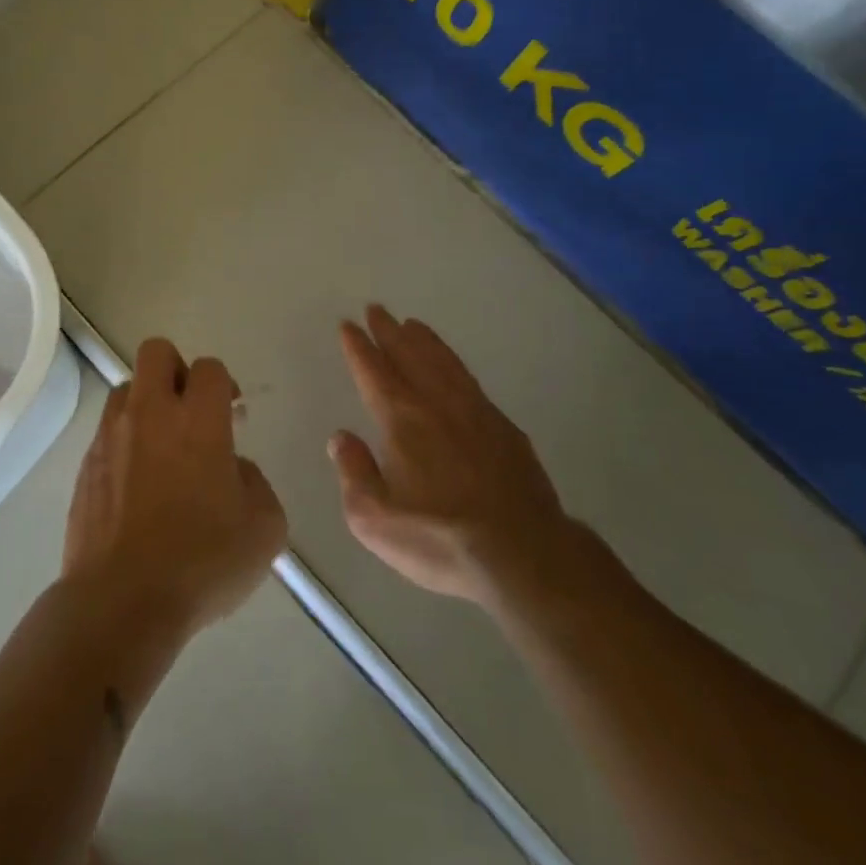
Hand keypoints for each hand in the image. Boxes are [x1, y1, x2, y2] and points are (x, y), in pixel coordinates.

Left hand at [64, 338, 287, 640]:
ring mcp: (111, 437)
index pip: (210, 368)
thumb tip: (234, 470)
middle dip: (176, 369)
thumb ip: (256, 483)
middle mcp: (151, 414)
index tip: (231, 414)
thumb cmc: (202, 562)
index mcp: (198, 420)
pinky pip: (106, 433)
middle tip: (191, 411)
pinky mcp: (85, 466)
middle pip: (156, 352)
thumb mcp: (264, 528)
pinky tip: (136, 485)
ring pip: (126, 388)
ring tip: (161, 448)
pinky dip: (124, 443)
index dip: (224, 384)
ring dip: (146, 404)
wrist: (121, 601)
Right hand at [331, 305, 578, 606]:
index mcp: (401, 421)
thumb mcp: (375, 520)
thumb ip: (353, 474)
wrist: (523, 554)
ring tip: (411, 324)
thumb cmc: (440, 539)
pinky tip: (452, 367)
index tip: (348, 325)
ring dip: (424, 340)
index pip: (373, 372)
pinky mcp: (504, 428)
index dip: (358, 347)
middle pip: (409, 355)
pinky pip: (470, 380)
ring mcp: (475, 412)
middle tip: (377, 310)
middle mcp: (436, 404)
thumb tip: (341, 438)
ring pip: (443, 362)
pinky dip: (454, 363)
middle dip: (389, 331)